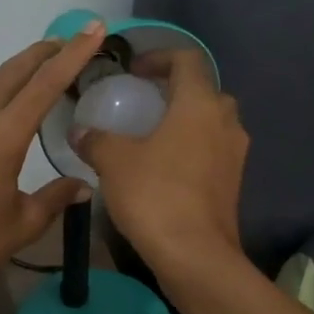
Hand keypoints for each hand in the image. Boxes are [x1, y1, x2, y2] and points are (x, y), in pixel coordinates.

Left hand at [0, 23, 106, 301]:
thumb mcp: (22, 223)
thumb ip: (55, 197)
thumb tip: (83, 186)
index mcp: (0, 137)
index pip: (43, 84)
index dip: (72, 54)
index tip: (92, 29)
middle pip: (13, 71)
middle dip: (44, 51)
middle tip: (72, 40)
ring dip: (21, 73)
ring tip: (48, 73)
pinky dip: (2, 96)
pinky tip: (13, 113)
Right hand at [73, 48, 247, 272]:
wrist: (196, 256)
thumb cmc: (155, 195)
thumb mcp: (114, 162)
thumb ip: (96, 139)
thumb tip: (79, 131)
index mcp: (200, 104)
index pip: (187, 59)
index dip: (159, 57)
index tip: (134, 71)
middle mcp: (226, 122)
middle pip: (204, 90)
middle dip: (174, 90)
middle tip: (142, 102)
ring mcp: (235, 154)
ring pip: (211, 123)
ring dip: (184, 121)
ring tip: (149, 136)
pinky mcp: (233, 183)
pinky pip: (212, 151)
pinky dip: (190, 148)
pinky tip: (162, 168)